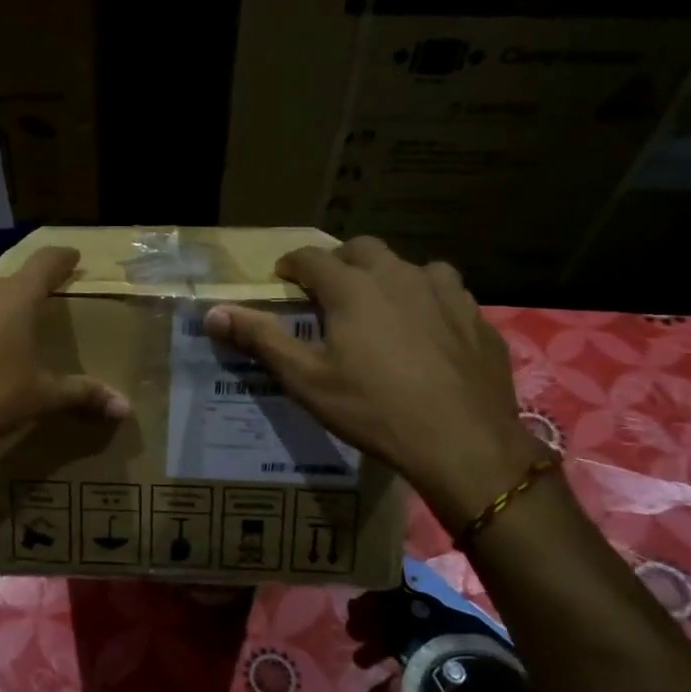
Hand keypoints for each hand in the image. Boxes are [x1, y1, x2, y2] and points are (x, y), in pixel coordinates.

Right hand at [204, 237, 539, 533]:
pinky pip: (446, 293)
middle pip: (362, 249)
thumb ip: (260, 339)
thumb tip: (213, 313)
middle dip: (339, 262)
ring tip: (380, 307)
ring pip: (409, 267)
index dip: (291, 265)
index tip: (282, 279)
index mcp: (353, 287)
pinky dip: (426, 300)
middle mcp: (399, 276)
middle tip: (328, 292)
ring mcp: (445, 293)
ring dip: (387, 277)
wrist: (462, 442)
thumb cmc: (372, 409)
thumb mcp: (306, 379)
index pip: (311, 257)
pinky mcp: (476, 316)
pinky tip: (427, 331)